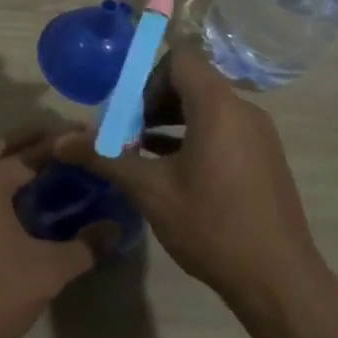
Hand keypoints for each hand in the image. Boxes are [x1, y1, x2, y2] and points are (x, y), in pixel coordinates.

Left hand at [0, 127, 96, 337]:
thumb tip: (114, 229)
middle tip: (69, 143)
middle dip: (35, 142)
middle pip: (2, 148)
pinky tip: (20, 196)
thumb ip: (85, 246)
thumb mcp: (47, 272)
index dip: (62, 146)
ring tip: (50, 164)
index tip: (88, 137)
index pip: (30, 153)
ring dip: (13, 159)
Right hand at [55, 47, 324, 309]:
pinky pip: (225, 128)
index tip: (129, 113)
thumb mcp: (150, 191)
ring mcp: (259, 133)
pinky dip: (196, 136)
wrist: (278, 279)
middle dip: (155, 101)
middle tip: (130, 135)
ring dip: (173, 120)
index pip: (180, 58)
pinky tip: (173, 170)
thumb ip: (105, 159)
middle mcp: (243, 109)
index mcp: (218, 106)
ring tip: (145, 154)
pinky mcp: (265, 156)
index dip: (148, 77)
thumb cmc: (211, 225)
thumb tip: (59, 142)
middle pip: (193, 81)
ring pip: (209, 107)